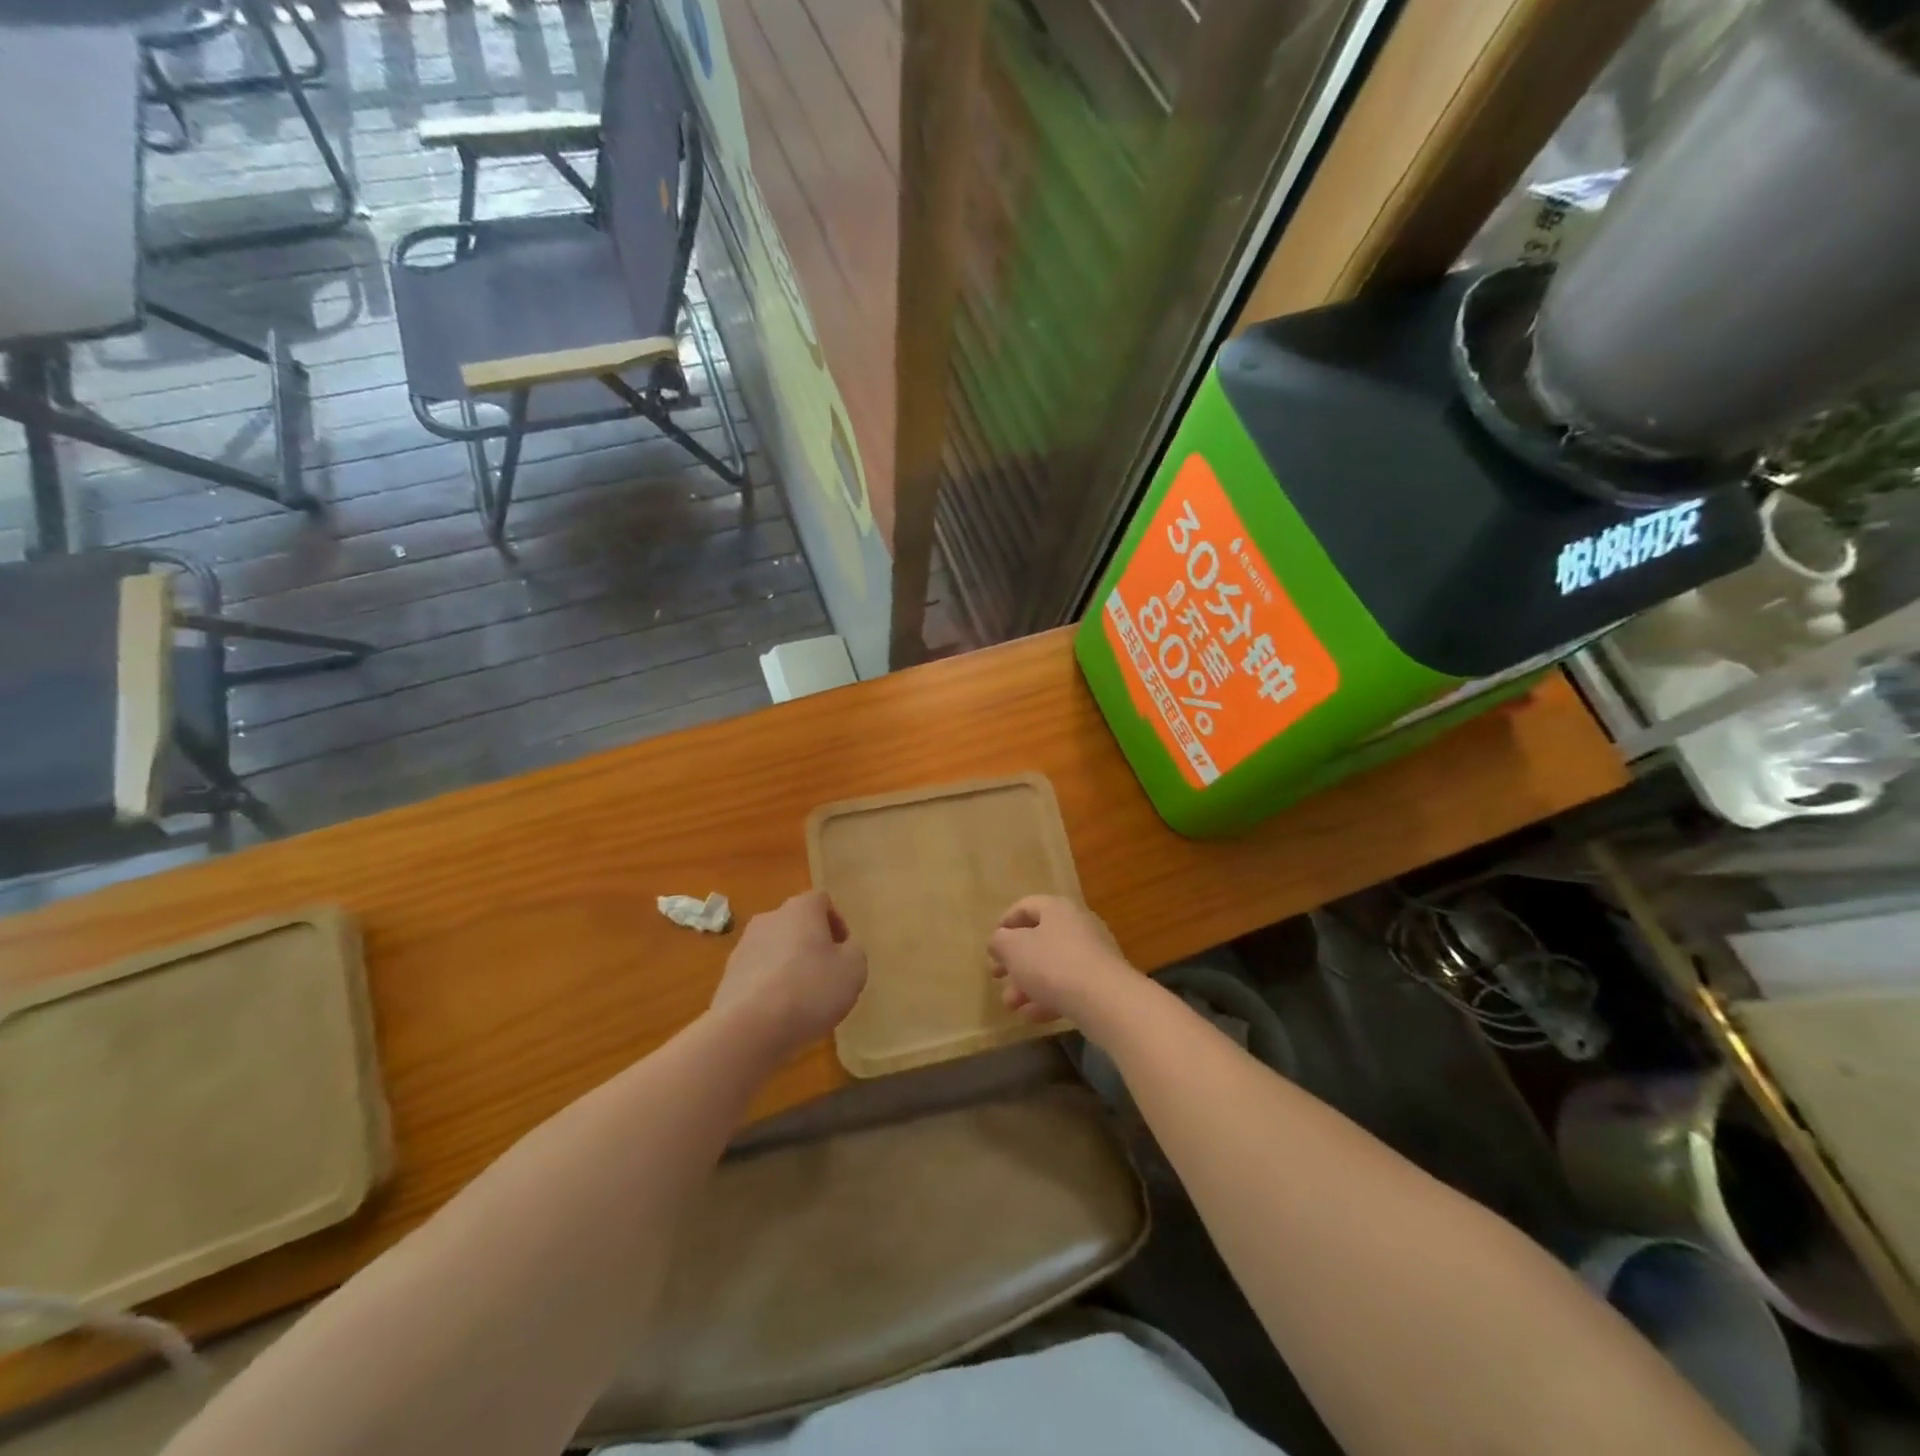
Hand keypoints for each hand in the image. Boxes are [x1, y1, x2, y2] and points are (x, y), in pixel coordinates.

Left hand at [709, 891, 867, 1058]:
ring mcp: (743, 947)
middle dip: (812, 945)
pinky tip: (779, 1015)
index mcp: (801, 909)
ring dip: (789, 967)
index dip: (837, 923)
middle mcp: (769, 919)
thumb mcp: (854, 969)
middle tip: (827, 975)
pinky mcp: (727, 977)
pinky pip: (758, 975)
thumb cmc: (810, 989)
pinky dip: (770, 988)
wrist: (749, 1028)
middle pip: (796, 924)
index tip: (844, 950)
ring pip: (775, 950)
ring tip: (802, 1000)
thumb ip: (853, 952)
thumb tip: (843, 951)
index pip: (821, 901)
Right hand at [987, 895, 1135, 1031]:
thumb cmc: (1053, 964)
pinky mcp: (1102, 982)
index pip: (1026, 907)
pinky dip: (1049, 998)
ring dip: (1028, 984)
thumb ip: (1000, 941)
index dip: (1005, 923)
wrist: (1106, 1000)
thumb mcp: (1014, 949)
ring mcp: (1094, 954)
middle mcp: (1078, 925)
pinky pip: (1069, 986)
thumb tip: (999, 940)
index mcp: (1057, 909)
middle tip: (997, 977)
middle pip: (1039, 939)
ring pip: (1053, 966)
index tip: (992, 945)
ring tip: (1011, 1006)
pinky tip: (1032, 1017)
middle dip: (1014, 961)